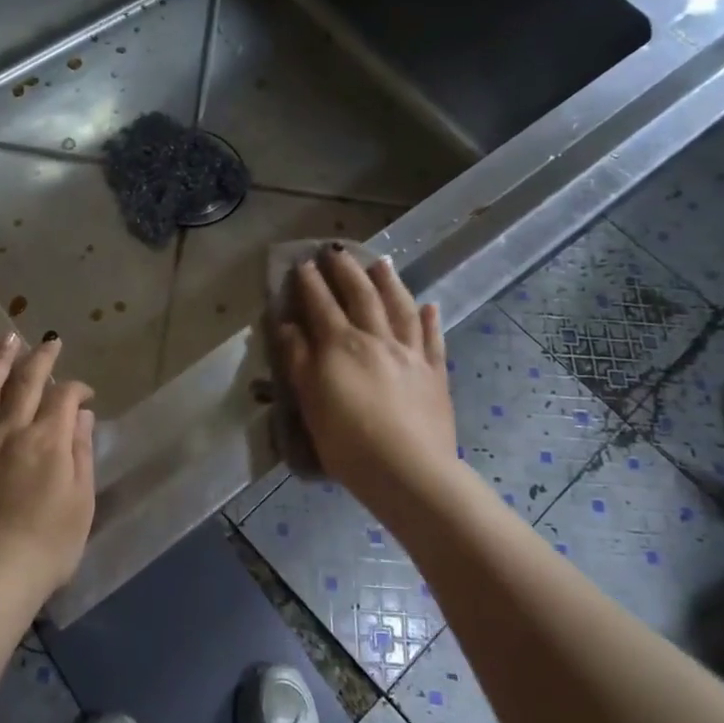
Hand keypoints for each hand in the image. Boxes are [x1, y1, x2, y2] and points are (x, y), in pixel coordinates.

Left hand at [0, 333, 96, 609]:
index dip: (76, 389)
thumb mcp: (80, 503)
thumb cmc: (46, 547)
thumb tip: (80, 415)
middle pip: (26, 383)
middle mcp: (9, 430)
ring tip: (6, 337)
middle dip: (41, 359)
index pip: (64, 398)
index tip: (84, 394)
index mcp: (47, 440)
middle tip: (50, 342)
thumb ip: (80, 453)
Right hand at [276, 250, 456, 506]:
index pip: (321, 305)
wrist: (408, 470)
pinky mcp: (435, 373)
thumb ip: (298, 359)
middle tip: (336, 252)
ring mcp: (410, 354)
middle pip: (361, 296)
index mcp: (341, 346)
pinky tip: (430, 305)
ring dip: (389, 283)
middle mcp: (377, 339)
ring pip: (400, 308)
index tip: (302, 263)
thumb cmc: (347, 441)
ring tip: (381, 263)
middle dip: (346, 271)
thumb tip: (287, 325)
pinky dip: (430, 319)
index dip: (310, 283)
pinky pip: (433, 339)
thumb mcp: (310, 401)